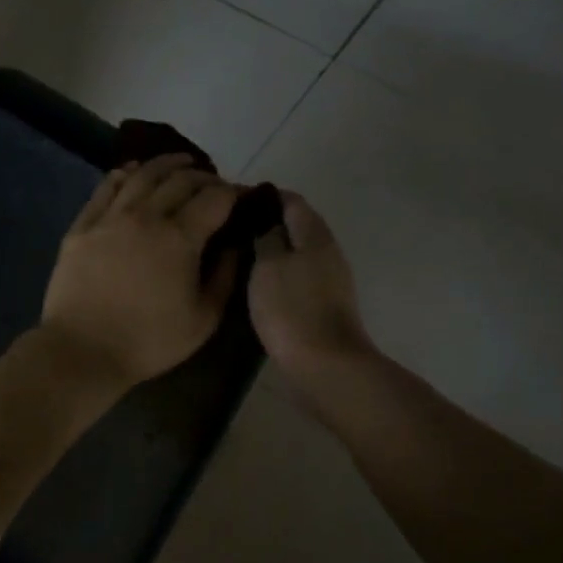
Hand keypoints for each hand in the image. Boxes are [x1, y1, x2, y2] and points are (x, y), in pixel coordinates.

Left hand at [40, 155, 240, 390]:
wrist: (82, 350)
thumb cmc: (149, 341)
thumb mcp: (203, 319)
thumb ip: (224, 277)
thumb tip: (234, 246)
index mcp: (180, 238)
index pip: (214, 198)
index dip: (233, 192)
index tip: (241, 196)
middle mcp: (146, 216)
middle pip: (180, 179)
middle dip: (203, 176)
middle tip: (213, 183)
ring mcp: (111, 217)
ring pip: (142, 175)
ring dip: (166, 164)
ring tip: (180, 162)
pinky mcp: (83, 225)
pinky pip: (105, 187)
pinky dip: (124, 173)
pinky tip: (132, 171)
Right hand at [248, 191, 373, 376]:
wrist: (326, 366)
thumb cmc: (292, 309)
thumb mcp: (268, 266)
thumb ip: (267, 237)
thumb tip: (267, 222)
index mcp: (315, 234)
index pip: (290, 199)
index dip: (263, 196)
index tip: (233, 201)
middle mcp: (328, 250)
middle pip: (296, 224)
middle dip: (266, 222)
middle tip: (231, 228)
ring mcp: (330, 278)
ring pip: (297, 251)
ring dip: (272, 249)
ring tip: (239, 253)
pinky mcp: (325, 303)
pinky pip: (298, 275)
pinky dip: (279, 272)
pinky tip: (258, 282)